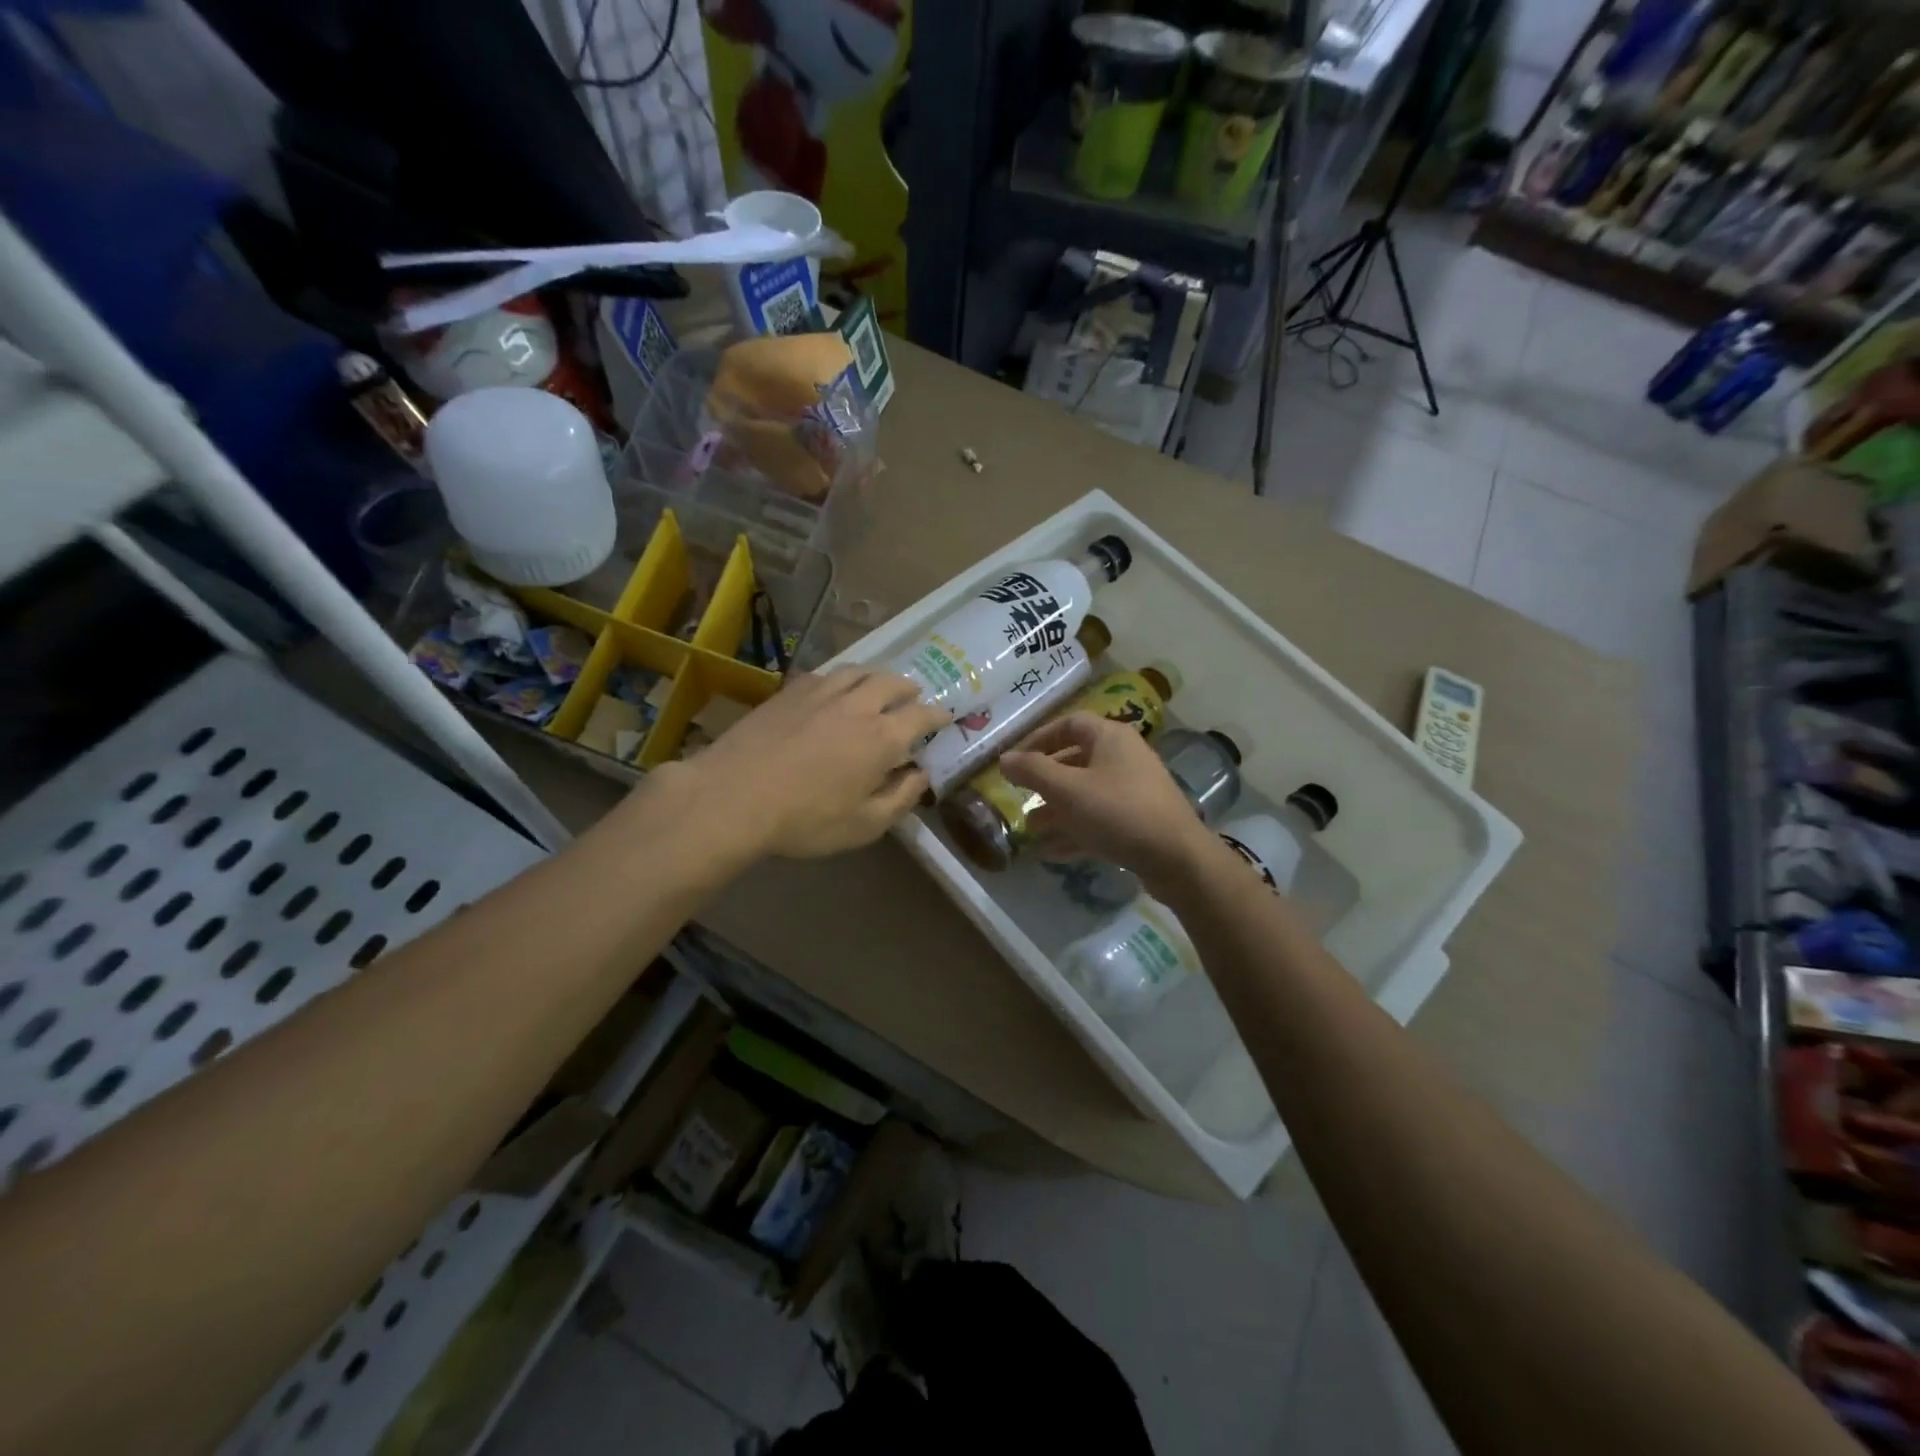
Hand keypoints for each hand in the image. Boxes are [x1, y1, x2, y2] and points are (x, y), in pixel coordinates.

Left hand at [676, 668, 949, 858]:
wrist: (733, 797)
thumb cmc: (805, 820)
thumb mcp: (864, 826)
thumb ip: (900, 799)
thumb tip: (920, 776)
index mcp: (883, 738)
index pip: (921, 716)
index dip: (937, 716)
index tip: (944, 718)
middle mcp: (858, 705)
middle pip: (892, 683)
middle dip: (909, 690)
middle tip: (913, 698)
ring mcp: (821, 693)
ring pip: (859, 671)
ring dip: (876, 676)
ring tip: (878, 686)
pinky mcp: (789, 692)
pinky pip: (826, 674)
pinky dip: (842, 678)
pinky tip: (834, 688)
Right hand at [998, 713, 1213, 890]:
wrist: (1177, 858)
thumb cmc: (1117, 812)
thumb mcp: (1067, 790)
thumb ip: (1032, 771)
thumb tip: (1004, 759)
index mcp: (1110, 738)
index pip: (1069, 724)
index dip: (1039, 738)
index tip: (1016, 759)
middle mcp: (1124, 757)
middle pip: (1076, 760)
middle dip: (1045, 780)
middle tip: (1021, 796)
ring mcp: (1134, 790)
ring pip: (1087, 793)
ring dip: (1057, 809)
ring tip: (1030, 828)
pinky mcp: (1140, 821)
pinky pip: (1100, 819)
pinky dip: (1076, 831)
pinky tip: (1051, 852)